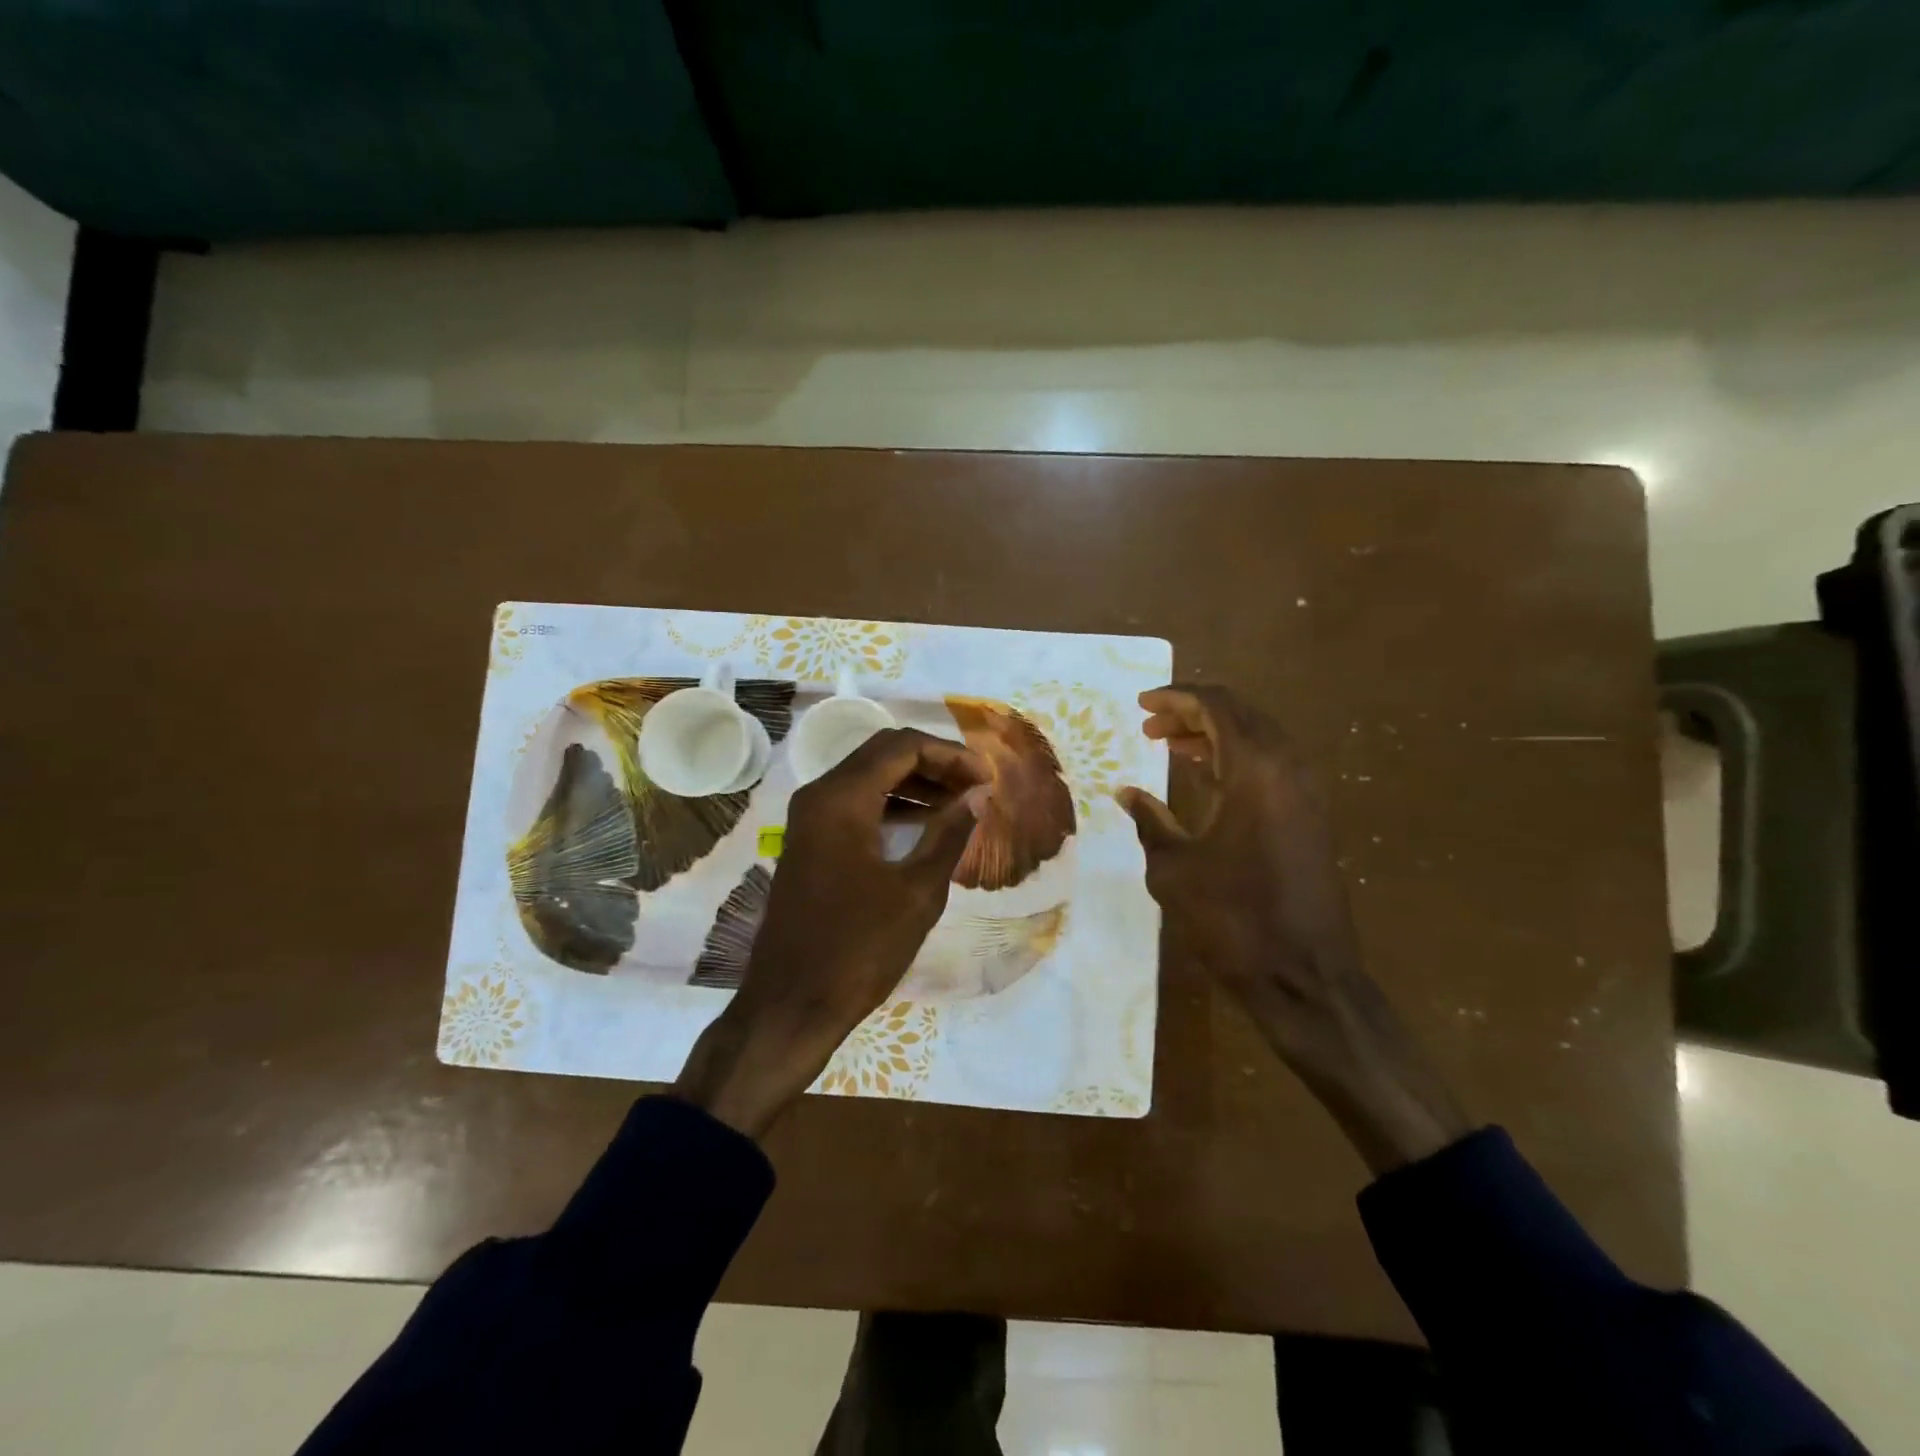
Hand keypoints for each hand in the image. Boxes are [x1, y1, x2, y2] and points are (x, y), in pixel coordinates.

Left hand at [674, 728, 990, 1138]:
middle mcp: (819, 796)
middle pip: (883, 754)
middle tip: (976, 786)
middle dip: (934, 763)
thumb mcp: (916, 892)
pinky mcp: (810, 844)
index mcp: (840, 798)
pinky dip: (892, 806)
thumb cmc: (858, 949)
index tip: (987, 777)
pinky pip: (855, 806)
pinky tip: (924, 826)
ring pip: (868, 778)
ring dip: (915, 783)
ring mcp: (809, 820)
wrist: (790, 1005)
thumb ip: (949, 834)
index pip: (902, 746)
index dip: (951, 754)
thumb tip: (979, 795)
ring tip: (959, 804)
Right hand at [1117, 685, 1468, 1174]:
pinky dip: (1235, 759)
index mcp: (1255, 771)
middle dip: (1193, 713)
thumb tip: (1127, 791)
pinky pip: (1270, 766)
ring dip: (1215, 735)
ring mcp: (1305, 793)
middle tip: (1152, 727)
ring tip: (1170, 747)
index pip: (1216, 707)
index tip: (1142, 705)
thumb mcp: (1175, 869)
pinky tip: (1205, 775)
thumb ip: (1151, 821)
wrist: (1305, 977)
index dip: (1176, 698)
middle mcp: (1287, 769)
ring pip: (1258, 738)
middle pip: (1241, 715)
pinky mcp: (1310, 817)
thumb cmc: (1233, 920)